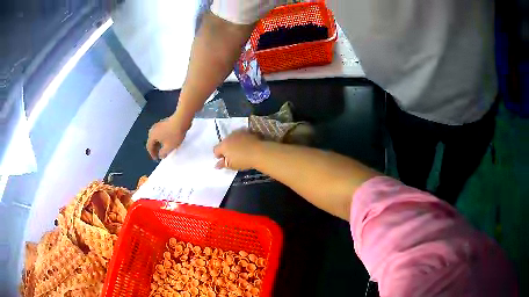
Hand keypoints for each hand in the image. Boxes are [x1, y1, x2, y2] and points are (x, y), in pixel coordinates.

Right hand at [146, 116, 187, 159]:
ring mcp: (158, 125)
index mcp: (152, 136)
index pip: (149, 147)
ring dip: (158, 143)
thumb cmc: (174, 135)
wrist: (181, 120)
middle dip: (155, 149)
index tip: (157, 159)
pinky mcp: (164, 122)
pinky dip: (162, 138)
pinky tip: (167, 141)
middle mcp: (153, 129)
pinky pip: (160, 133)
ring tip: (164, 149)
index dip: (152, 154)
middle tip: (160, 154)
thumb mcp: (169, 147)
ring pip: (156, 137)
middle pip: (152, 141)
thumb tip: (160, 156)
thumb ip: (163, 153)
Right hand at [213, 130, 261, 170]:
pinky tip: (247, 144)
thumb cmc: (243, 160)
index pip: (215, 150)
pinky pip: (242, 135)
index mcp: (223, 145)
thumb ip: (222, 164)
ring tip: (240, 150)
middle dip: (226, 148)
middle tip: (232, 155)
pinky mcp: (247, 131)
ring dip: (234, 142)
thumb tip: (216, 165)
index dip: (218, 155)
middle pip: (224, 142)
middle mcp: (229, 137)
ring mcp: (239, 132)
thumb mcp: (231, 165)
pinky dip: (243, 139)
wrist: (260, 152)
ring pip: (233, 138)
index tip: (223, 159)